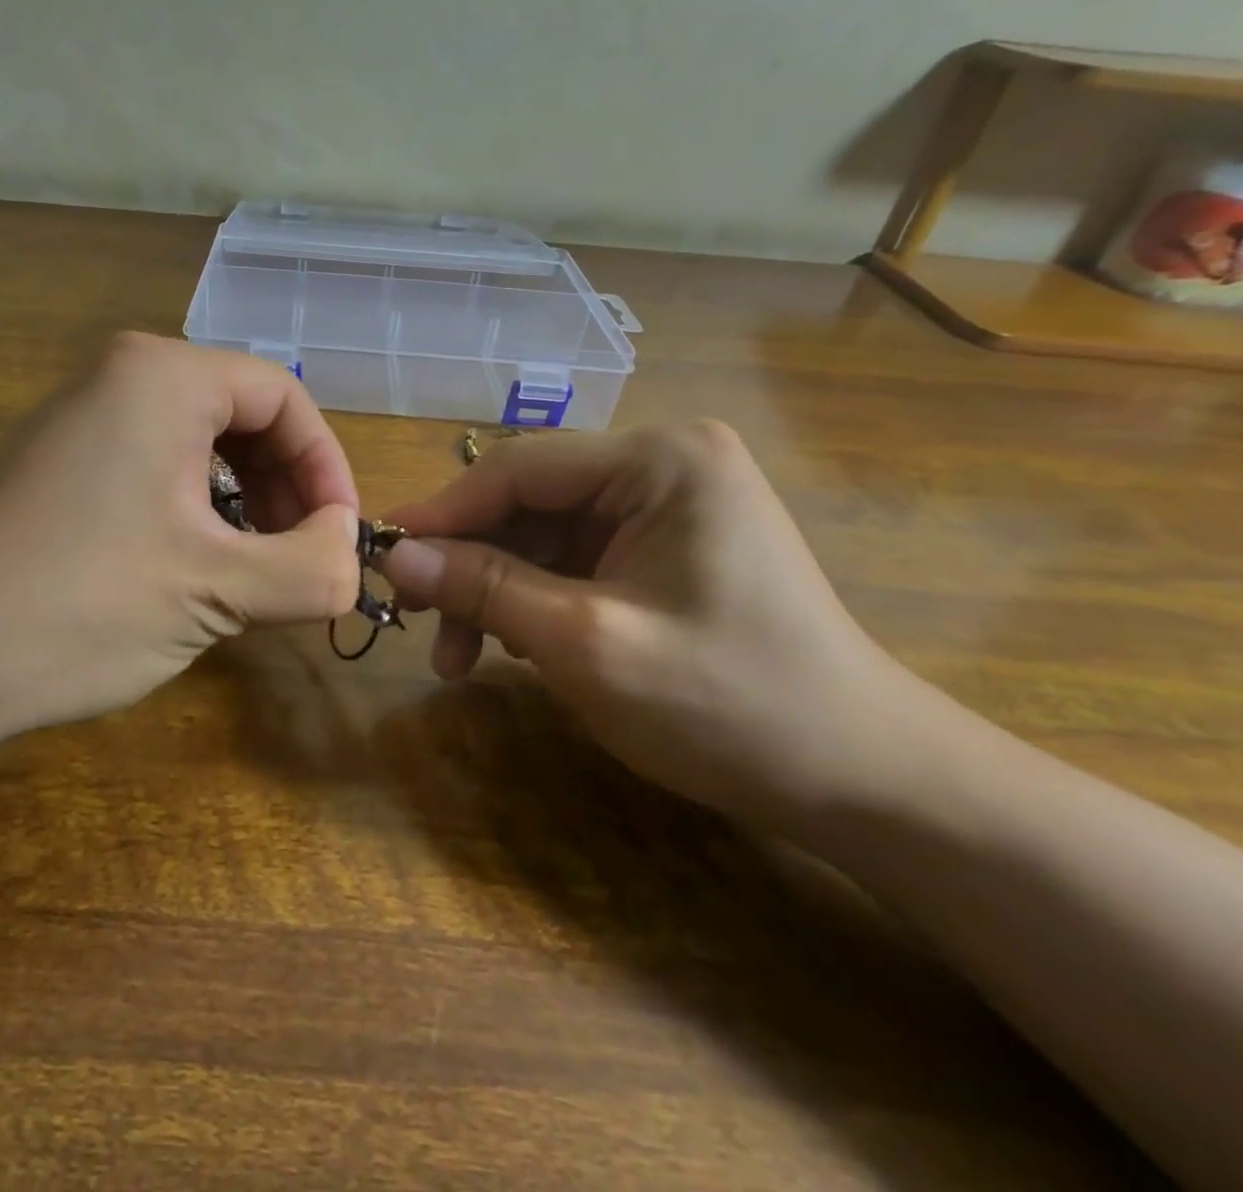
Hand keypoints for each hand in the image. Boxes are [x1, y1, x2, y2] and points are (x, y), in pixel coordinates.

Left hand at [0, 333, 363, 750]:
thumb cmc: (74, 605)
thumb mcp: (215, 590)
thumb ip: (311, 570)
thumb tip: (349, 554)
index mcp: (164, 376)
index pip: (285, 398)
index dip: (327, 468)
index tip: (340, 540)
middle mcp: (122, 378)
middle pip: (245, 417)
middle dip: (287, 490)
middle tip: (299, 564)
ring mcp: (84, 421)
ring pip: (203, 450)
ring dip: (246, 509)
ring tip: (253, 577)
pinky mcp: (60, 468)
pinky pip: (159, 473)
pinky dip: (198, 517)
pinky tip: (194, 572)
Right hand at [379, 422, 921, 830]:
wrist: (862, 781)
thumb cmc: (728, 705)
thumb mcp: (585, 644)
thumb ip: (483, 588)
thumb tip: (394, 554)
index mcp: (659, 460)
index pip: (517, 469)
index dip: (441, 513)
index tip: (380, 555)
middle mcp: (663, 465)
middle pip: (528, 502)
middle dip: (470, 565)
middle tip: (421, 626)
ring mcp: (668, 506)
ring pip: (543, 536)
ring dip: (496, 592)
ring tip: (460, 660)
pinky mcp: (666, 549)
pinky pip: (573, 561)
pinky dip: (533, 601)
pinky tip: (514, 647)